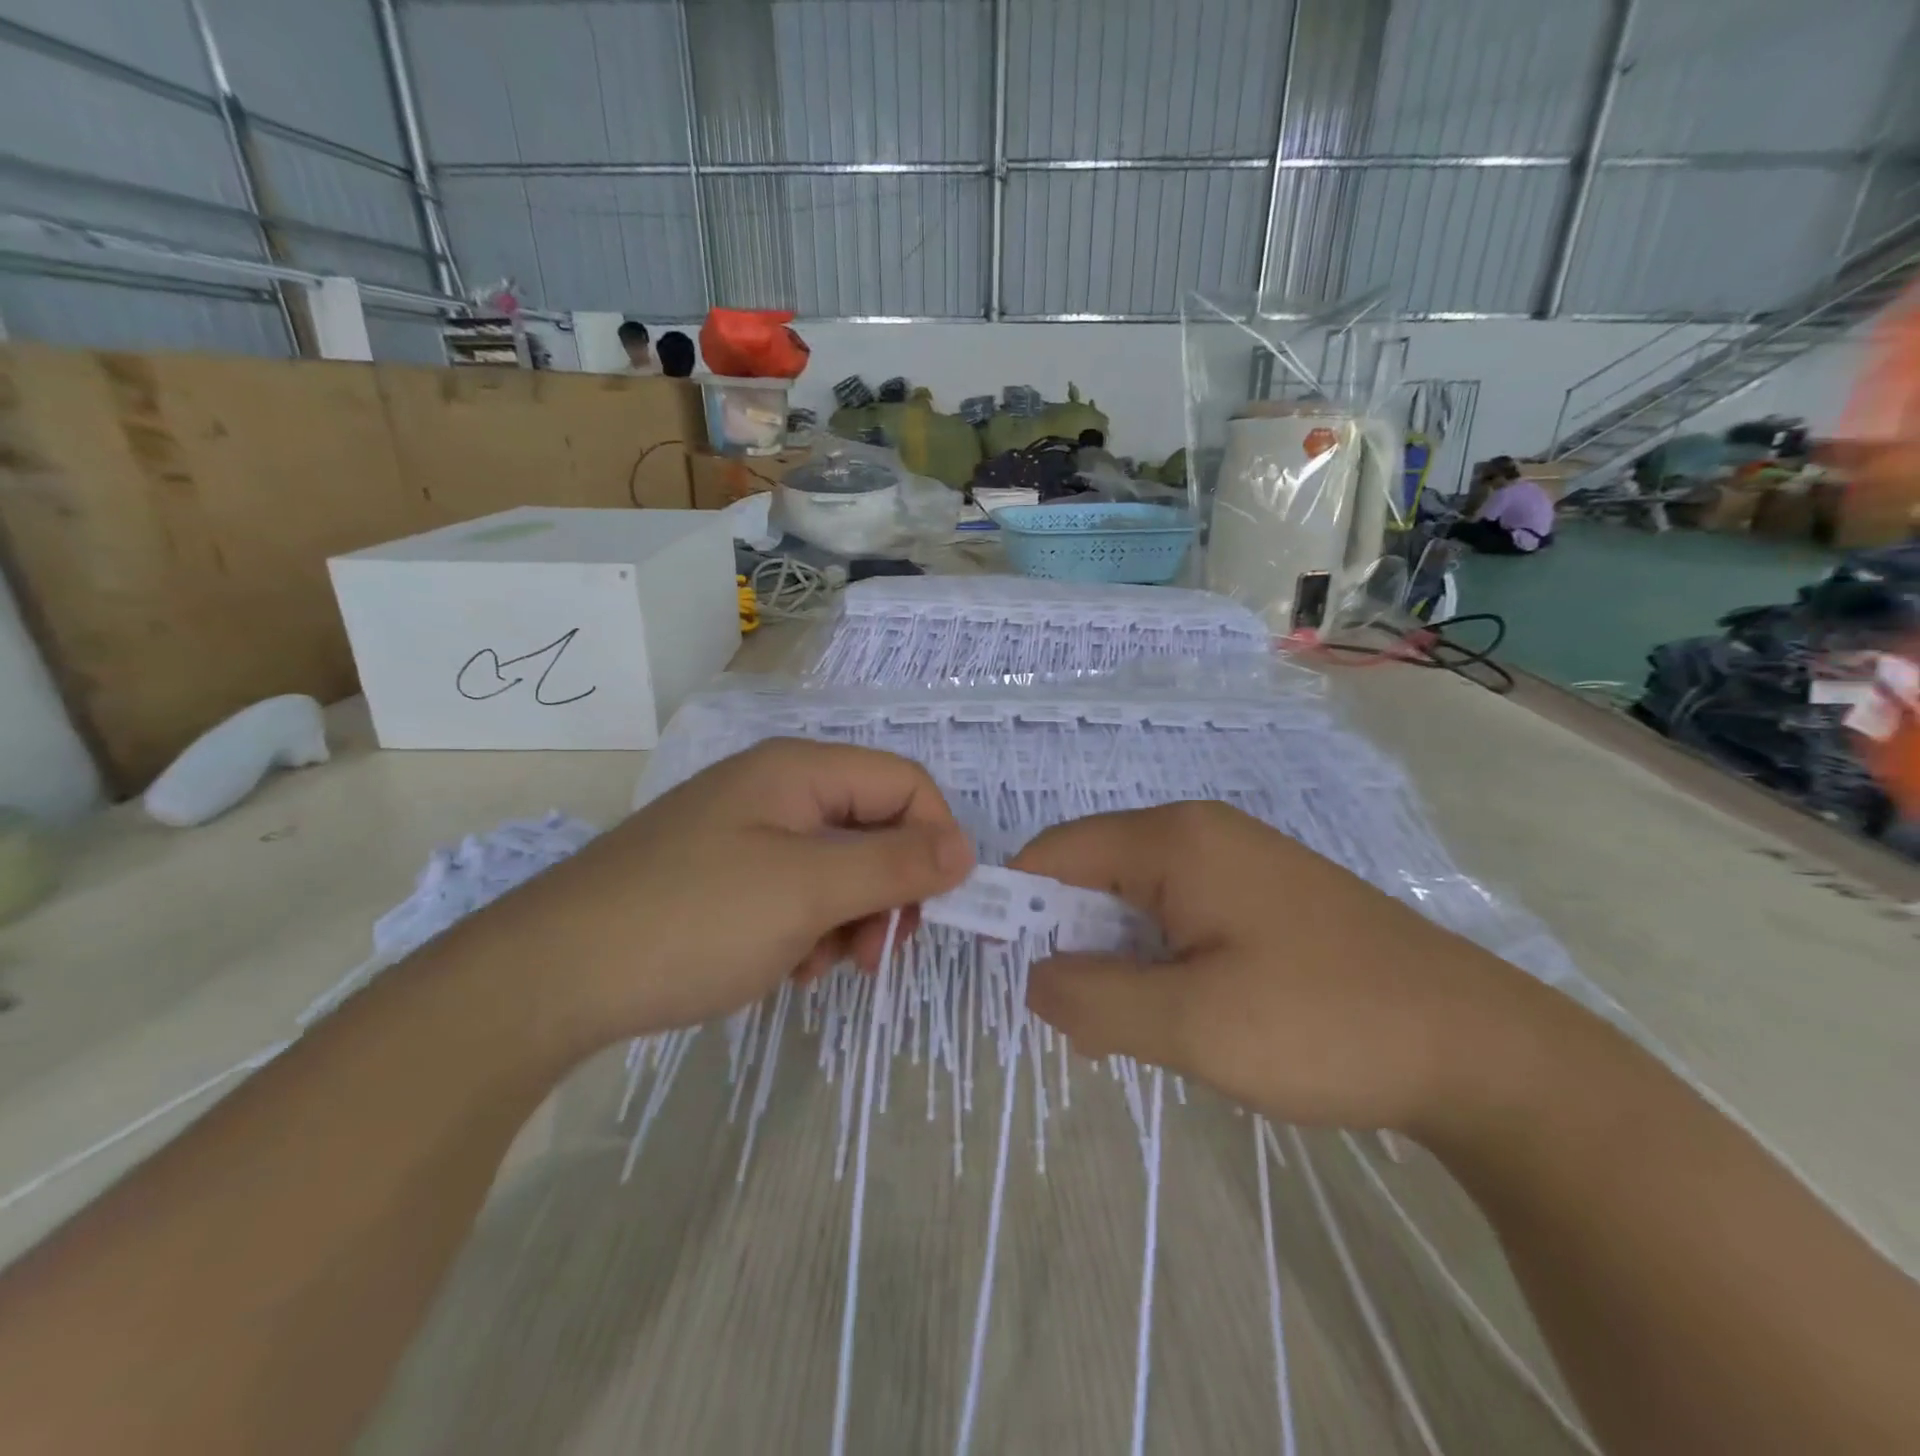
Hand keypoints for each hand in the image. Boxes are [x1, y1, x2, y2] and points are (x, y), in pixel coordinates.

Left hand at [470, 739, 972, 1054]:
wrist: (550, 977)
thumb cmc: (693, 919)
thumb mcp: (808, 891)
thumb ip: (895, 866)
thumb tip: (967, 849)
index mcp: (799, 771)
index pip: (905, 784)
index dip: (936, 839)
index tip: (936, 909)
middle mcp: (777, 790)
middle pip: (873, 826)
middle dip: (888, 890)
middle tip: (875, 952)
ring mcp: (747, 834)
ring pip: (838, 867)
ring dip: (848, 919)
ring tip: (816, 967)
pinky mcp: (724, 876)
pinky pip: (796, 892)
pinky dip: (807, 930)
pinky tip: (784, 968)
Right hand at [1010, 800, 1530, 1132]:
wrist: (1479, 1047)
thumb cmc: (1323, 1024)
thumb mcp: (1190, 1025)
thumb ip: (1092, 997)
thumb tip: (1034, 977)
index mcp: (1174, 839)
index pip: (1056, 853)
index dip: (1017, 905)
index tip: (1008, 973)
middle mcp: (1199, 833)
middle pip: (1094, 875)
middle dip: (1073, 945)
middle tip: (1086, 1026)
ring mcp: (1236, 861)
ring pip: (1135, 902)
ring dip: (1118, 963)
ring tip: (1140, 1032)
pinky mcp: (1261, 896)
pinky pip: (1178, 917)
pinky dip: (1159, 963)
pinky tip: (1185, 1016)